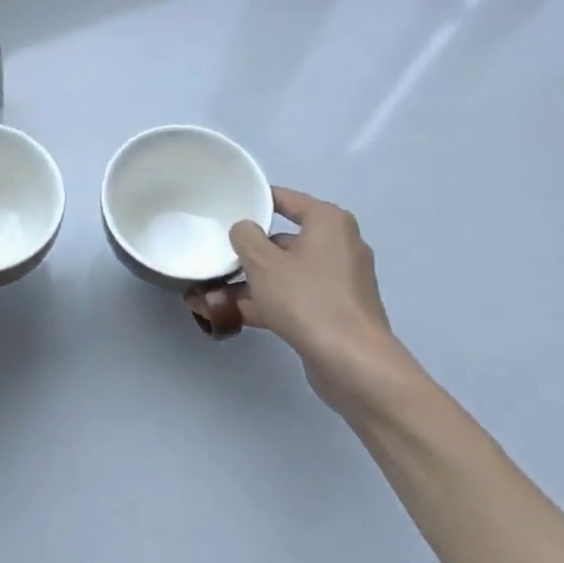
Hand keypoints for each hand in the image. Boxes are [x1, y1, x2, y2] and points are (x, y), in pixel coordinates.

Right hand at [223, 188, 422, 415]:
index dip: (255, 201)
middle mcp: (338, 246)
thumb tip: (245, 230)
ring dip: (251, 281)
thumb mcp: (263, 262)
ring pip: (285, 272)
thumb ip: (245, 236)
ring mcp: (338, 281)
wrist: (352, 362)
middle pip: (283, 239)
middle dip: (248, 251)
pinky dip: (267, 302)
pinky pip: (293, 297)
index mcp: (328, 222)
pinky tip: (231, 313)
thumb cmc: (307, 299)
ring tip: (211, 290)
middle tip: (216, 254)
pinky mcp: (334, 311)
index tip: (226, 207)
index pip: (286, 199)